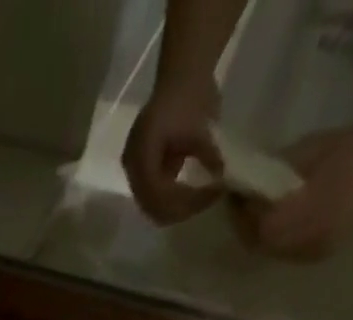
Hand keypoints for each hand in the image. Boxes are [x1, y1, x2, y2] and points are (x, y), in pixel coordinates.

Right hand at [123, 80, 223, 224]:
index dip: (186, 199)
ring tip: (202, 197)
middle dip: (182, 209)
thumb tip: (220, 177)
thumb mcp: (202, 126)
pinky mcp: (142, 174)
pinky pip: (155, 199)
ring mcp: (135, 172)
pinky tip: (193, 191)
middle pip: (153, 207)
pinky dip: (174, 200)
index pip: (159, 193)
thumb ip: (208, 154)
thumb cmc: (190, 95)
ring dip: (178, 208)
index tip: (213, 192)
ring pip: (154, 208)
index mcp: (141, 155)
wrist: (181, 76)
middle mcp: (132, 168)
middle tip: (209, 198)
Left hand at [229, 126, 352, 260]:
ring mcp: (311, 253)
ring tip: (257, 213)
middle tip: (241, 206)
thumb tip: (245, 179)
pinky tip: (278, 222)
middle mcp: (304, 241)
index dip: (240, 213)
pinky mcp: (318, 257)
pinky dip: (275, 240)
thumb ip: (274, 170)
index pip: (256, 225)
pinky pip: (285, 253)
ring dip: (258, 235)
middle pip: (258, 243)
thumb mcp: (309, 150)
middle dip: (244, 226)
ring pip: (270, 251)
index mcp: (304, 213)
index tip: (234, 195)